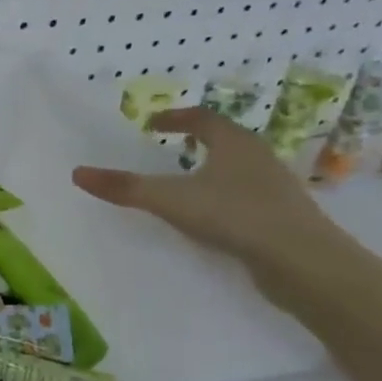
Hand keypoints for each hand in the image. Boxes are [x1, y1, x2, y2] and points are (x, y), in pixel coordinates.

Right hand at [71, 108, 345, 289]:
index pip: (202, 119)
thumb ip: (125, 187)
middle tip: (168, 148)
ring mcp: (273, 187)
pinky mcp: (279, 216)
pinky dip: (223, 197)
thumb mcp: (171, 200)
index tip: (152, 124)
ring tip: (187, 181)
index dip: (175, 119)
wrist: (303, 261)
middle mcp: (258, 158)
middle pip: (225, 139)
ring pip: (237, 168)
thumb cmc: (236, 216)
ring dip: (212, 168)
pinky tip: (211, 216)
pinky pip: (245, 196)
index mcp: (234, 143)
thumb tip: (78, 173)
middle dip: (196, 140)